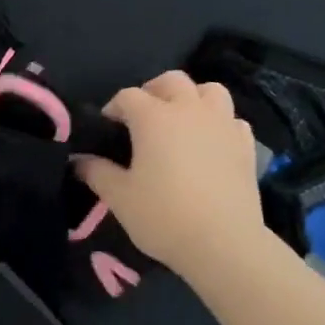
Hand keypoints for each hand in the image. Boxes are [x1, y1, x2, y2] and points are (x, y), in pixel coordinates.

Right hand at [76, 71, 269, 283]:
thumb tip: (79, 160)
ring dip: (192, 98)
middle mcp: (190, 110)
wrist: (223, 243)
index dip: (114, 108)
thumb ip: (96, 172)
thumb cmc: (163, 216)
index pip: (128, 96)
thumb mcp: (119, 197)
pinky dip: (218, 123)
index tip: (107, 129)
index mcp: (154, 117)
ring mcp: (223, 124)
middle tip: (142, 117)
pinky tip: (210, 144)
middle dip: (153, 91)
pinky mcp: (246, 144)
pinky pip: (231, 119)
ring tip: (181, 122)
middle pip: (172, 81)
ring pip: (209, 91)